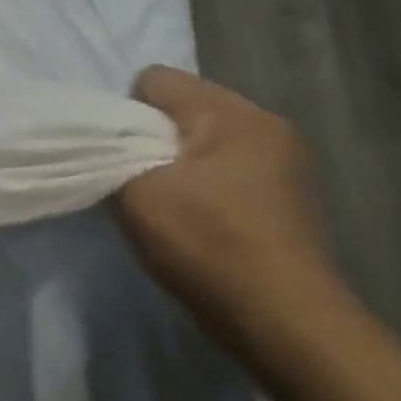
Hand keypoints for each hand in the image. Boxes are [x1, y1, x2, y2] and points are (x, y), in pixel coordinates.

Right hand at [116, 67, 338, 337]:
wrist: (284, 321)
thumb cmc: (208, 244)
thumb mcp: (138, 194)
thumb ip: (113, 155)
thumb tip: (111, 143)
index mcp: (234, 114)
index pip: (158, 80)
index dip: (123, 112)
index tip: (114, 154)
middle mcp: (267, 126)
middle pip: (185, 110)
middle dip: (151, 139)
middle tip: (134, 182)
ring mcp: (286, 164)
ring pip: (205, 144)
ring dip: (177, 166)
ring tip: (163, 205)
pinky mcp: (288, 200)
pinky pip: (228, 173)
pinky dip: (203, 189)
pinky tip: (195, 224)